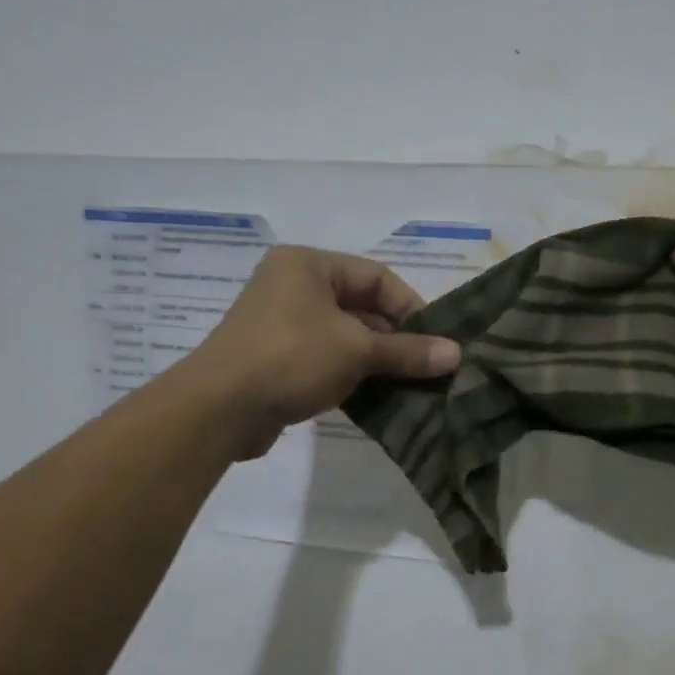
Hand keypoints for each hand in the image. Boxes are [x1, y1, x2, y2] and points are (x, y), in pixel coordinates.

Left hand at [184, 246, 460, 458]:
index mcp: (308, 265)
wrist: (218, 409)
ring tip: (408, 385)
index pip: (376, 277)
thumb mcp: (357, 350)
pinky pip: (325, 358)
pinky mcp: (276, 358)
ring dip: (376, 360)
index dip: (411, 307)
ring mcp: (281, 323)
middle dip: (395, 339)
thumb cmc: (291, 358)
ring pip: (345, 336)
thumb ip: (408, 351)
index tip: (435, 341)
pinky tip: (376, 397)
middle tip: (426, 367)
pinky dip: (351, 374)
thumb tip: (456, 354)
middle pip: (361, 307)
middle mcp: (293, 286)